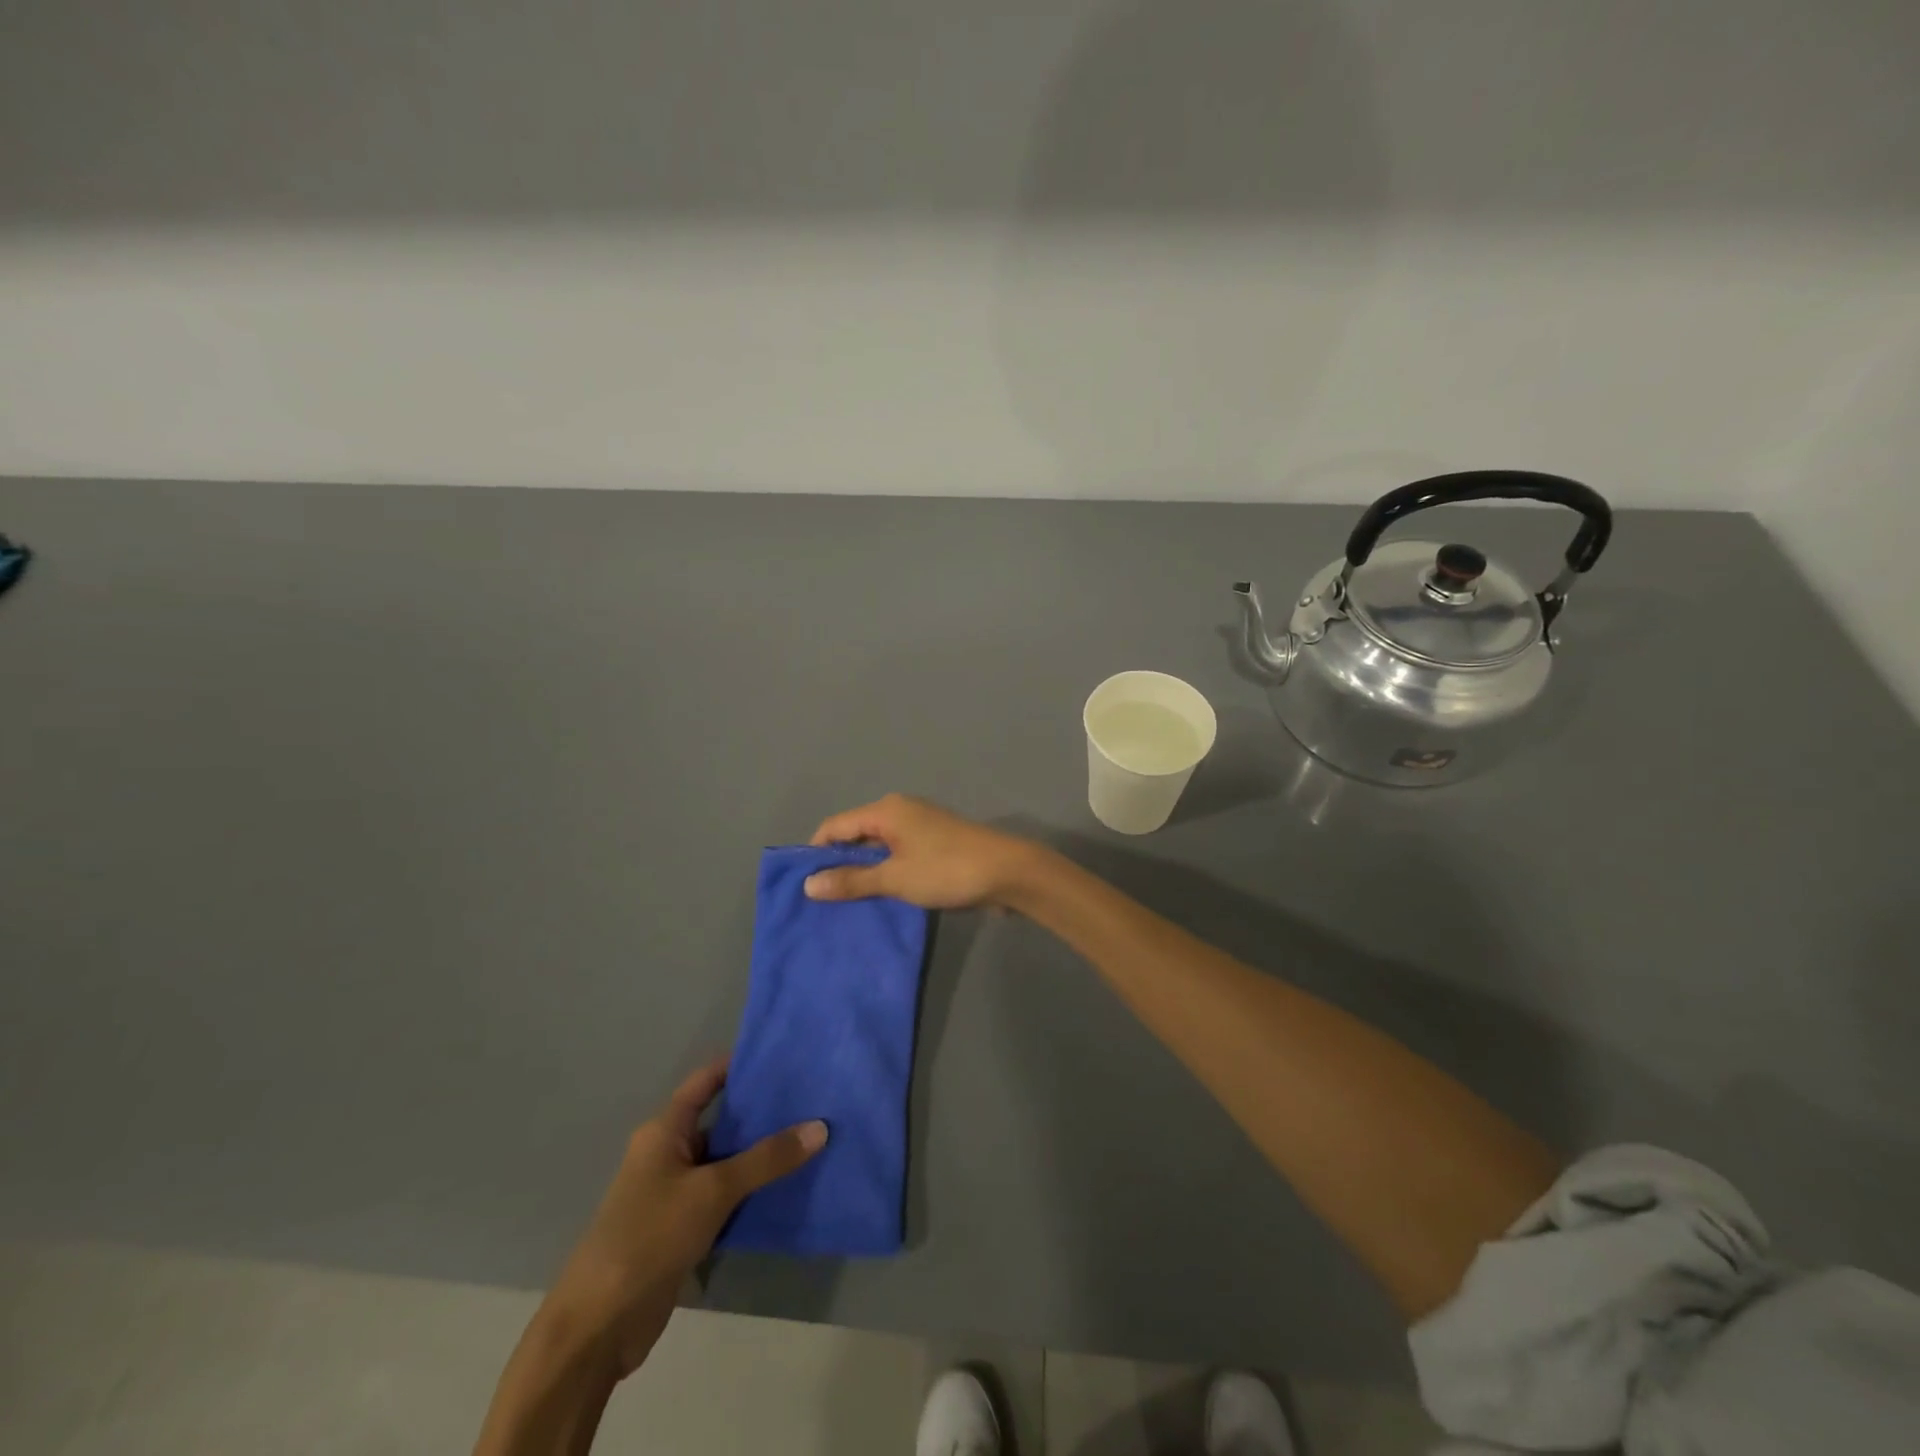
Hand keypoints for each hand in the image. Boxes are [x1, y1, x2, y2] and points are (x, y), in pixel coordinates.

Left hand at [538, 1061, 826, 1379]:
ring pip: (726, 1161)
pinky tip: (789, 1185)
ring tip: (811, 1136)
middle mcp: (669, 1153)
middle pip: (721, 1120)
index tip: (785, 1057)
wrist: (598, 1327)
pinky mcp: (682, 1228)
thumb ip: (767, 1159)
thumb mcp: (713, 1191)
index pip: (707, 1081)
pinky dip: (752, 1189)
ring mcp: (675, 1192)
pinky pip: (724, 1195)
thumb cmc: (649, 1237)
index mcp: (664, 1130)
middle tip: (812, 1097)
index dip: (741, 1065)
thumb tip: (820, 1127)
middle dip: (762, 1111)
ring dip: (761, 1154)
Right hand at [804, 794, 1040, 908]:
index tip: (804, 885)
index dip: (816, 852)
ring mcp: (921, 826)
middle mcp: (901, 811)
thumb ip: (852, 880)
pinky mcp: (936, 843)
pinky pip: (899, 854)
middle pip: (856, 834)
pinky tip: (881, 897)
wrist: (1009, 872)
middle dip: (840, 864)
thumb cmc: (947, 870)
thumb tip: (809, 883)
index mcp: (886, 810)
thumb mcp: (895, 879)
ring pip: (879, 847)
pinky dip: (887, 872)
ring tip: (847, 904)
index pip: (835, 825)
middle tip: (823, 900)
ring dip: (865, 871)